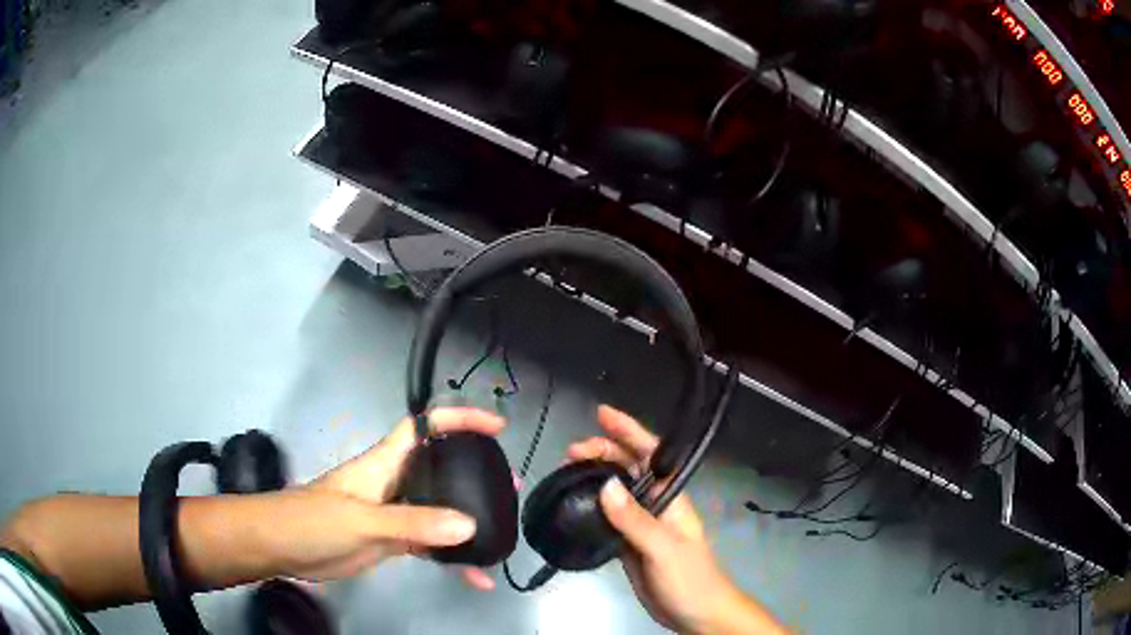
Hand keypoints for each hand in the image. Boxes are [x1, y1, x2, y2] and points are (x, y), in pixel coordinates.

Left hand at [293, 407, 503, 589]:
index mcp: (384, 463)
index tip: (495, 427)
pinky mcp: (390, 541)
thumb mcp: (362, 520)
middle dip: (474, 473)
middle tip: (509, 487)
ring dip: (467, 520)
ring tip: (501, 531)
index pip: (424, 427)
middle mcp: (393, 483)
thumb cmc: (313, 520)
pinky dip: (451, 558)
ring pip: (438, 510)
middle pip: (439, 469)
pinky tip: (472, 577)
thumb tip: (469, 525)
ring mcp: (393, 514)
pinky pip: (429, 545)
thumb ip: (412, 523)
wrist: (282, 548)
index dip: (459, 419)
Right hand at [568, 406, 785, 634]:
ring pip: (613, 492)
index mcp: (669, 497)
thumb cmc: (690, 578)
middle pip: (626, 468)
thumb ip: (635, 520)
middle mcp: (654, 504)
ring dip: (592, 477)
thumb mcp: (664, 548)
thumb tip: (605, 485)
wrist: (695, 614)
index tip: (601, 413)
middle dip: (601, 452)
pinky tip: (571, 505)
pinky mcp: (628, 544)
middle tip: (568, 452)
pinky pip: (606, 518)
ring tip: (564, 472)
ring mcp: (640, 525)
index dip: (628, 430)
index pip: (649, 454)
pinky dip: (589, 507)